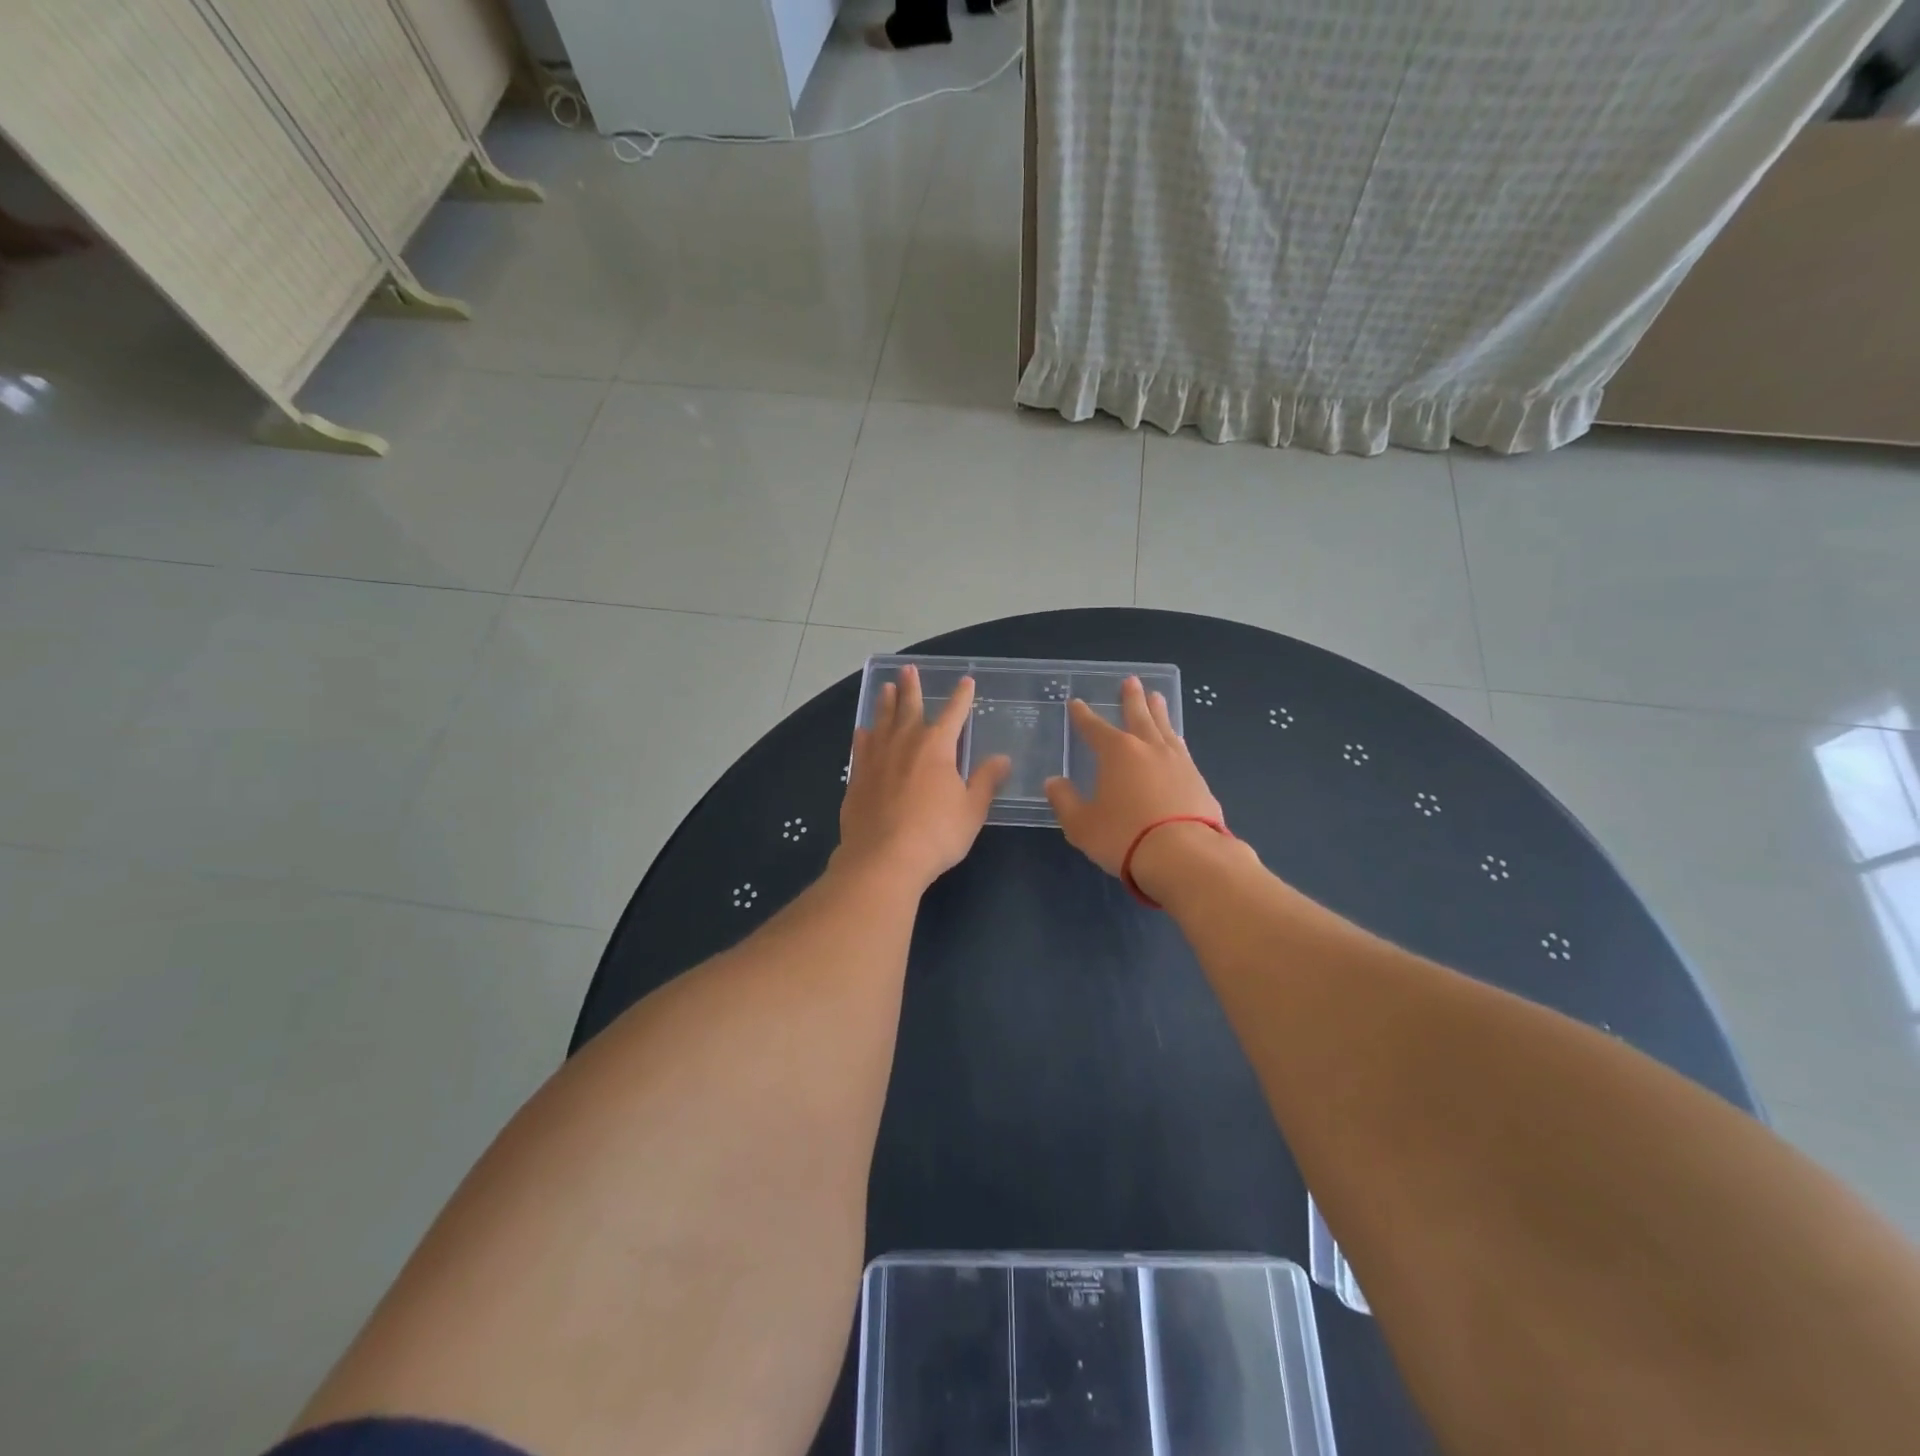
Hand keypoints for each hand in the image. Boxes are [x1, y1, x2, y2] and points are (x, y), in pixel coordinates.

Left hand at [837, 666, 1010, 890]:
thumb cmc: (936, 834)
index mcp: (937, 747)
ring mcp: (877, 758)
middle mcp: (905, 743)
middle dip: (911, 688)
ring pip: (882, 721)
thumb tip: (1002, 759)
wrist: (883, 858)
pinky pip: (861, 747)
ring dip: (885, 703)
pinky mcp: (857, 776)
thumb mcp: (971, 809)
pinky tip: (863, 731)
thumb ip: (986, 780)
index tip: (966, 681)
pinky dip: (864, 736)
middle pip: (909, 707)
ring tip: (885, 688)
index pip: (954, 713)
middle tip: (907, 669)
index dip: (961, 697)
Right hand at [1043, 678, 1224, 877]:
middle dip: (1131, 699)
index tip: (1076, 703)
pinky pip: (1181, 749)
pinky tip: (1176, 741)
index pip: (1094, 728)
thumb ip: (1065, 801)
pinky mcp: (1198, 781)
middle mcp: (1148, 748)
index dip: (1083, 716)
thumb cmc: (1125, 836)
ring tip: (1157, 697)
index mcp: (1117, 753)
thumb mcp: (1082, 824)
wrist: (1186, 855)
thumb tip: (1054, 782)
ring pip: (1165, 728)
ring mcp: (1178, 762)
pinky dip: (1174, 739)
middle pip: (1138, 716)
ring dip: (1158, 712)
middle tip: (1131, 681)